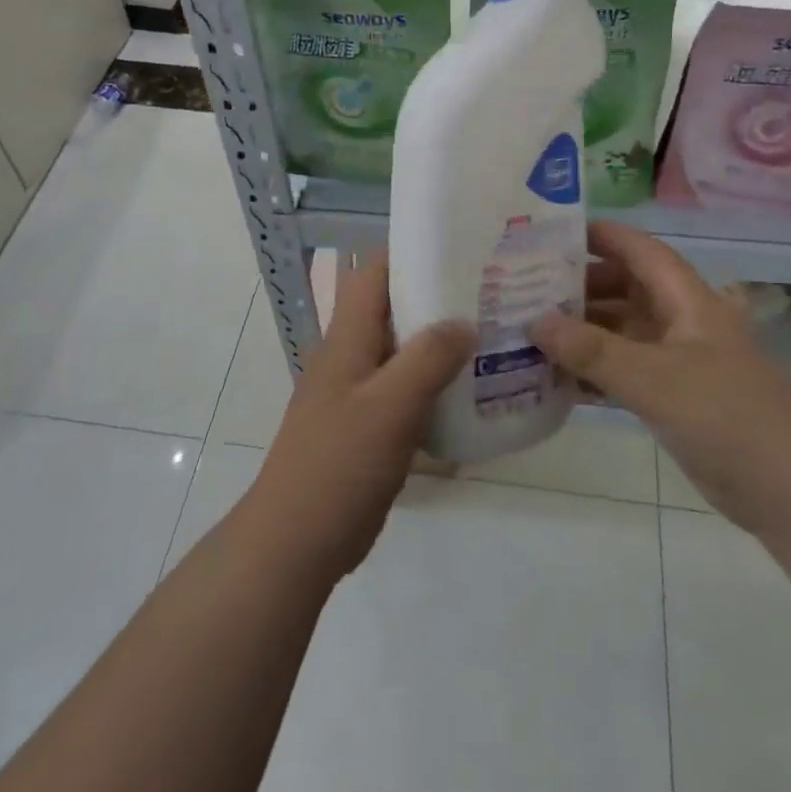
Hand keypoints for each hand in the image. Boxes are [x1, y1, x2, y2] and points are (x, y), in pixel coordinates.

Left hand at [243, 251, 474, 582]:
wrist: (297, 541)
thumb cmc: (340, 464)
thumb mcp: (390, 406)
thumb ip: (428, 358)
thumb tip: (464, 321)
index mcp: (347, 338)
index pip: (374, 272)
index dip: (411, 253)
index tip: (460, 250)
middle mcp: (351, 356)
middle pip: (394, 309)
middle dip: (437, 298)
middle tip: (492, 295)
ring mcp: (358, 393)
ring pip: (403, 352)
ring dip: (440, 345)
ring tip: (493, 338)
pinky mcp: (369, 427)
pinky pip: (406, 392)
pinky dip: (435, 386)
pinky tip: (473, 396)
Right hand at [530, 222, 790, 529]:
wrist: (789, 492)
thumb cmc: (725, 417)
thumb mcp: (653, 379)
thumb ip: (592, 351)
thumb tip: (534, 321)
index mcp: (689, 301)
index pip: (641, 251)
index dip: (602, 236)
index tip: (554, 233)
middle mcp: (683, 323)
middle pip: (626, 290)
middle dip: (580, 287)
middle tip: (527, 288)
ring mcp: (679, 362)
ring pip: (622, 333)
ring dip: (582, 332)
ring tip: (530, 330)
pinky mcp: (674, 398)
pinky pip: (624, 371)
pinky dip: (593, 371)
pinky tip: (554, 377)